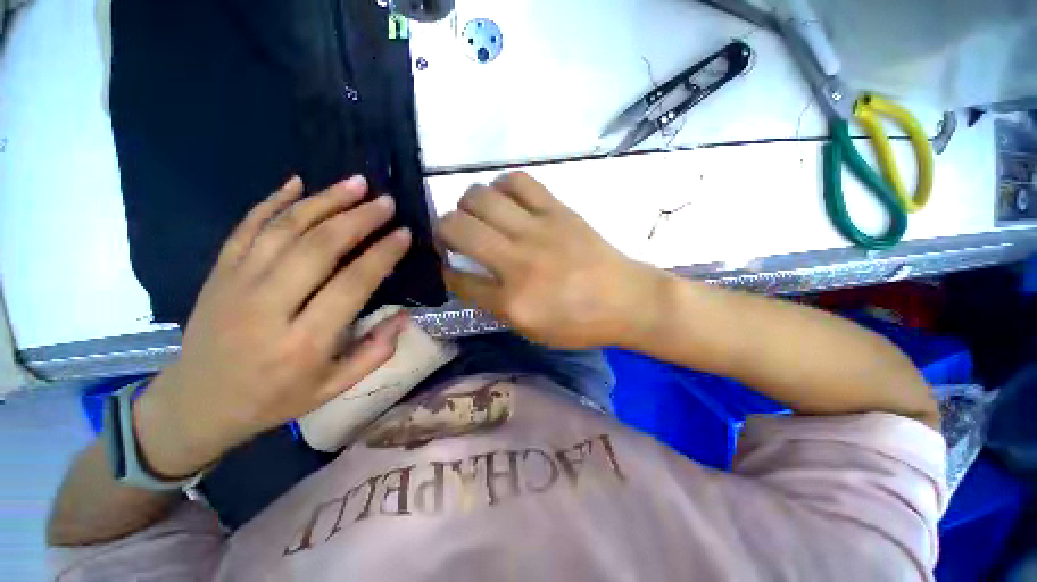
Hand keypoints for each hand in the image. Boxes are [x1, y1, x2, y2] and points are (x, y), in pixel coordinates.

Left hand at [134, 175, 411, 477]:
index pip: (351, 285)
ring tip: (355, 183)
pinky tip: (296, 183)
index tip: (404, 233)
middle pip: (318, 248)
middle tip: (385, 201)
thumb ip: (375, 353)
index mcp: (303, 342)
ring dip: (323, 201)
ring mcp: (236, 284)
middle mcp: (268, 307)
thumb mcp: (333, 389)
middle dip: (358, 219)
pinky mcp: (218, 273)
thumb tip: (405, 317)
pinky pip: (246, 228)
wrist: (196, 404)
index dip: (381, 255)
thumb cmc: (273, 399)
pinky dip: (272, 201)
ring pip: (284, 229)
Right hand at [436, 172, 664, 349]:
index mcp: (511, 302)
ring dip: (468, 204)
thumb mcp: (531, 330)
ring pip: (479, 197)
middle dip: (443, 229)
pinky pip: (518, 181)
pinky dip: (502, 186)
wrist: (627, 300)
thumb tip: (469, 276)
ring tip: (478, 215)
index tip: (449, 265)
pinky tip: (506, 199)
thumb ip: (496, 305)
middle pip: (457, 227)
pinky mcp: (558, 210)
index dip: (446, 271)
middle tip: (455, 235)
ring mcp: (538, 230)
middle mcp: (518, 262)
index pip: (458, 278)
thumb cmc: (580, 324)